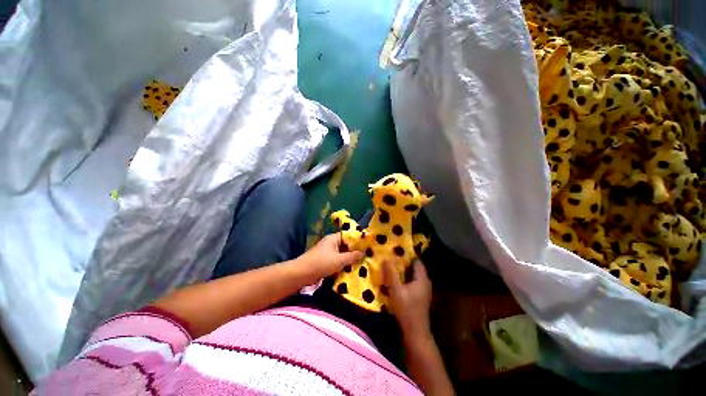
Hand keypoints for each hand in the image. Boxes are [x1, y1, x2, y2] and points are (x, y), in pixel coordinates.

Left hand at [300, 233, 363, 279]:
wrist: (302, 274)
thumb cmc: (321, 263)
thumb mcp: (339, 260)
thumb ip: (352, 256)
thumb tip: (363, 252)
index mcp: (334, 238)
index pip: (349, 236)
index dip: (357, 240)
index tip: (367, 246)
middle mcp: (331, 243)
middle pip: (346, 245)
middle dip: (354, 251)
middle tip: (366, 256)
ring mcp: (327, 251)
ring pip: (342, 253)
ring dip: (349, 258)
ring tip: (361, 263)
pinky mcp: (325, 260)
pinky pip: (337, 259)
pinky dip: (343, 263)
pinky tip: (350, 269)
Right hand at [383, 259, 432, 340]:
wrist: (415, 332)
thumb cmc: (406, 310)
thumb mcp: (396, 291)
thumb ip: (391, 274)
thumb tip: (386, 258)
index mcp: (422, 278)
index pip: (416, 260)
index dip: (406, 254)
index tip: (395, 250)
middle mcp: (425, 282)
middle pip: (414, 267)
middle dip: (403, 262)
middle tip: (390, 257)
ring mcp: (423, 289)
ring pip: (412, 274)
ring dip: (403, 270)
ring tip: (391, 266)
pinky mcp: (420, 295)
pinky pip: (412, 281)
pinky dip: (404, 278)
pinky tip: (395, 279)